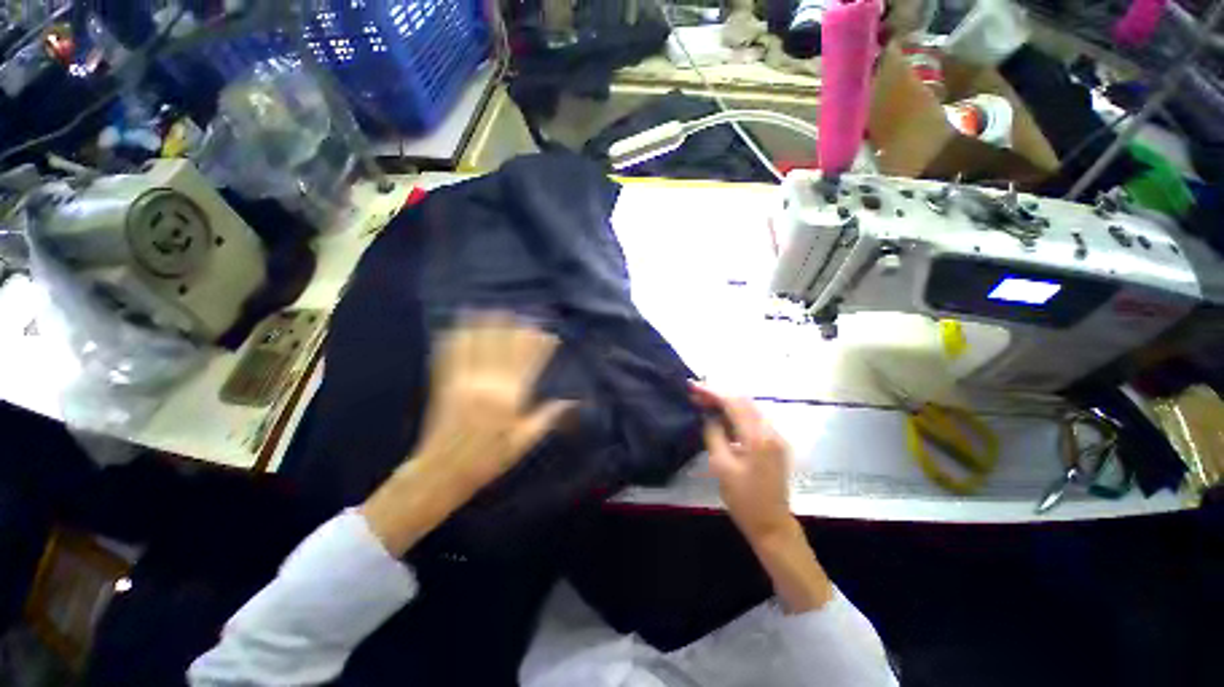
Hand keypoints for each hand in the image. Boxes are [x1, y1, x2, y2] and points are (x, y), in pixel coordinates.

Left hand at [362, 313, 571, 555]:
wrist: (442, 474)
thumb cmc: (488, 460)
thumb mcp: (523, 444)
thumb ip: (546, 418)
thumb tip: (570, 401)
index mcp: (510, 399)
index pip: (529, 363)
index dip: (539, 346)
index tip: (548, 334)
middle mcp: (489, 385)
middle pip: (505, 348)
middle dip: (516, 329)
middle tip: (524, 316)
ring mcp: (464, 382)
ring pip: (478, 346)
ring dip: (486, 326)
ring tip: (494, 310)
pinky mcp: (444, 385)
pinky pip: (450, 356)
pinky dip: (455, 339)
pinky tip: (458, 327)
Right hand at [691, 383, 832, 612]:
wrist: (772, 525)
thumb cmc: (744, 500)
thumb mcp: (722, 466)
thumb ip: (714, 434)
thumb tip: (708, 416)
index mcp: (758, 438)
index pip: (733, 403)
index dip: (712, 392)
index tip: (692, 386)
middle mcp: (771, 431)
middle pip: (743, 401)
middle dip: (718, 394)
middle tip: (695, 393)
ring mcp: (775, 437)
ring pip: (749, 409)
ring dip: (727, 403)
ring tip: (704, 402)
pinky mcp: (774, 443)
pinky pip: (753, 420)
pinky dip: (735, 414)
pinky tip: (720, 417)